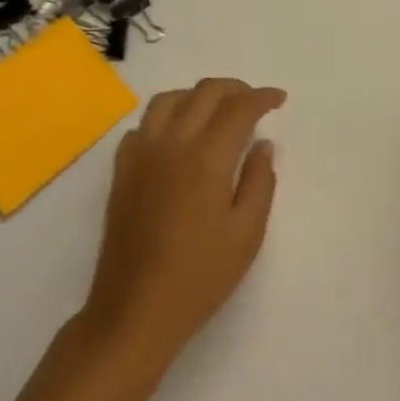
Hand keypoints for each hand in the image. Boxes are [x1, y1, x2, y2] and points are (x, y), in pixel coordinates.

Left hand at [81, 78, 284, 360]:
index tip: (278, 99)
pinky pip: (143, 124)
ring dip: (197, 95)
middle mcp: (172, 143)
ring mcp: (141, 153)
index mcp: (206, 158)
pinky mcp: (121, 169)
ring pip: (169, 98)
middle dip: (234, 88)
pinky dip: (165, 117)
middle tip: (253, 102)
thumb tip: (262, 144)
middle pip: (204, 92)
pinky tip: (176, 137)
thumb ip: (259, 182)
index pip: (238, 108)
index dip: (262, 97)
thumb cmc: (198, 278)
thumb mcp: (246, 236)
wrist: (134, 312)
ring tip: (215, 111)